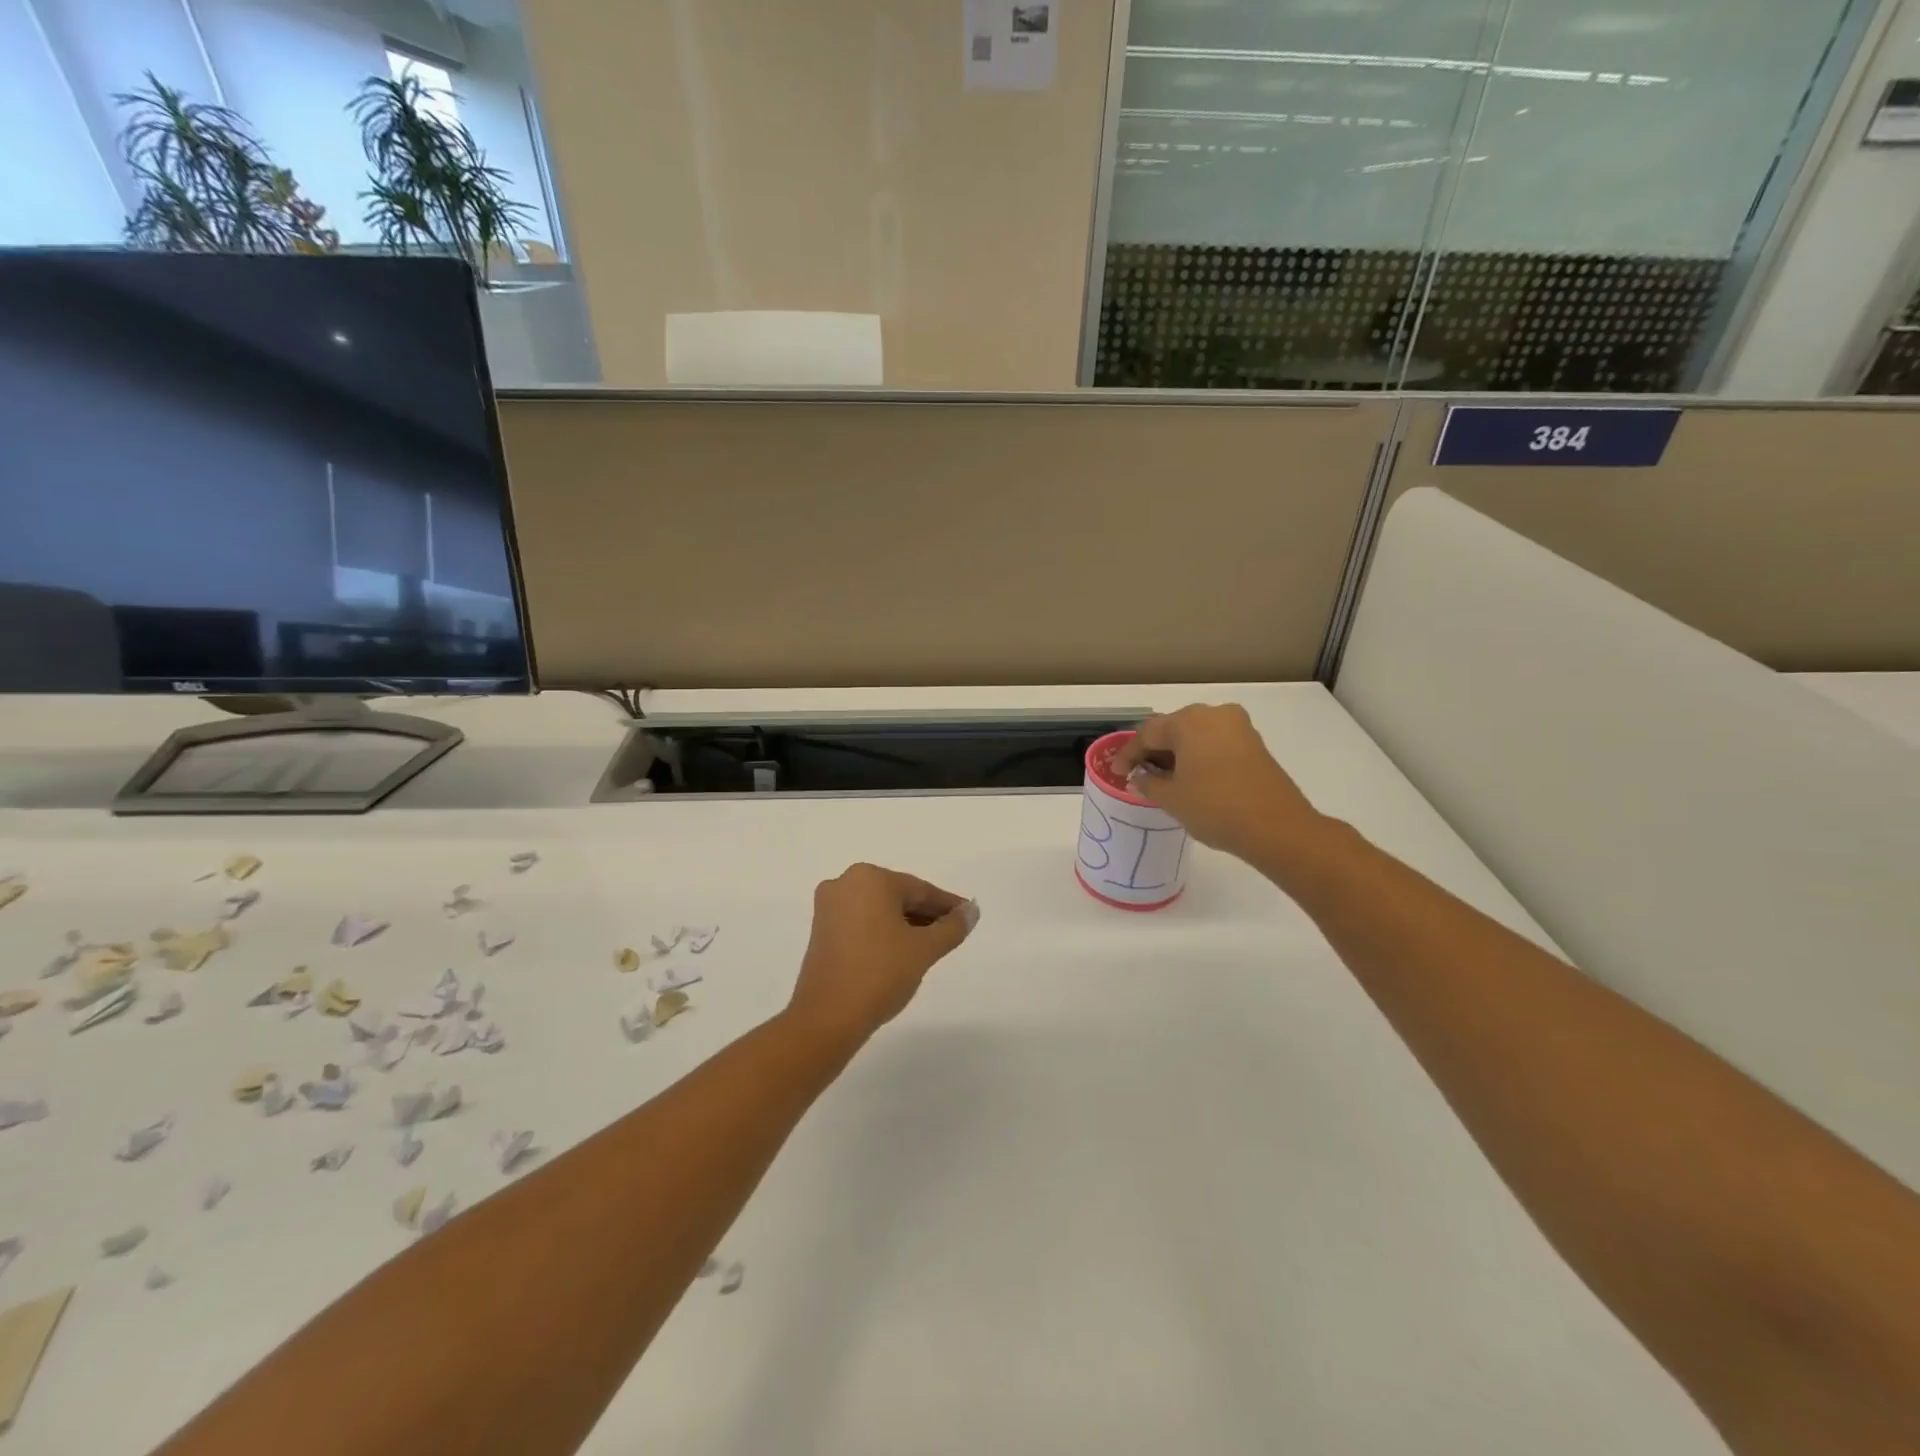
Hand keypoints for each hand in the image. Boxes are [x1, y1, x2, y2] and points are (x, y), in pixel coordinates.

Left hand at [788, 863, 977, 1045]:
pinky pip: (862, 923)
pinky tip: (902, 952)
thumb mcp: (924, 949)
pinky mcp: (821, 931)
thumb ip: (952, 927)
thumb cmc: (879, 973)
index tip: (968, 916)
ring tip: (931, 946)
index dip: (947, 905)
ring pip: (879, 910)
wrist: (827, 1017)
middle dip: (926, 914)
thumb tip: (971, 911)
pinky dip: (883, 933)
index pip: (919, 890)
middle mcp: (845, 884)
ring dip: (905, 925)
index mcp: (869, 878)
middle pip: (898, 896)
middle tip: (953, 933)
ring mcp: (828, 908)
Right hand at [1111, 703, 1322, 866]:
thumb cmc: (1215, 807)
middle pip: (1174, 728)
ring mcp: (1238, 728)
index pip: (1148, 733)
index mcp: (1189, 721)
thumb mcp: (1171, 798)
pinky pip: (1216, 743)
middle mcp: (1214, 715)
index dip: (1129, 754)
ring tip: (1164, 778)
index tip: (1117, 772)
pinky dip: (1199, 757)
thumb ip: (1149, 783)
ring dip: (1178, 753)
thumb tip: (1141, 777)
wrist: (1277, 828)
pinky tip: (1191, 778)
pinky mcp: (1255, 745)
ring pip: (1197, 735)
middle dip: (1154, 750)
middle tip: (1139, 772)